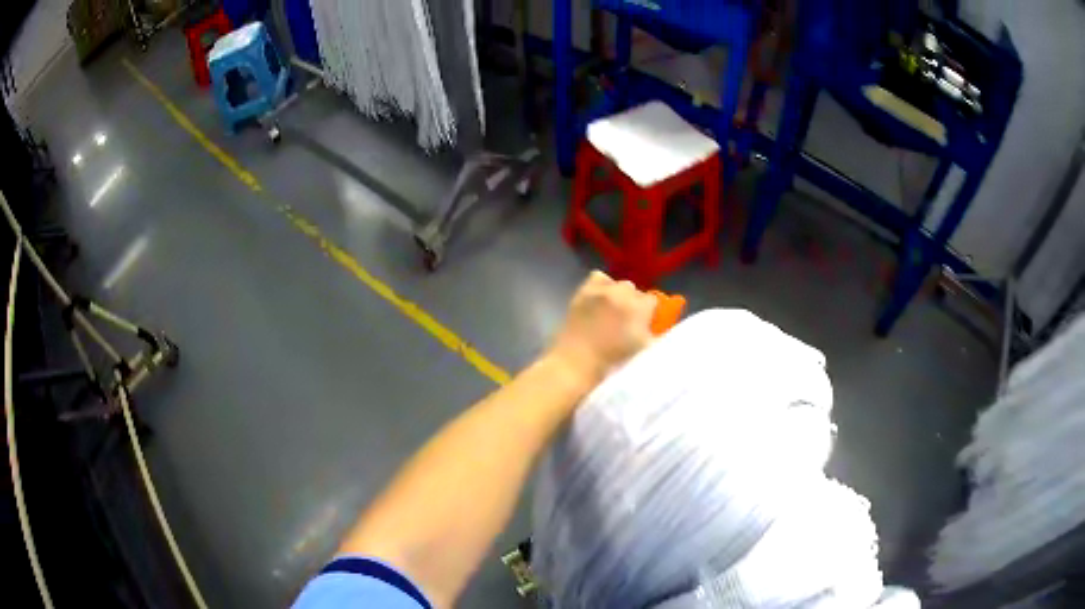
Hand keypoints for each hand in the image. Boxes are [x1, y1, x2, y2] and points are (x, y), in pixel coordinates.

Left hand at [546, 271, 657, 386]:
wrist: (576, 363)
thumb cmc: (613, 361)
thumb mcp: (643, 349)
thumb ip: (653, 333)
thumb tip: (654, 325)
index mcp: (639, 308)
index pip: (652, 300)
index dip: (649, 312)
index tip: (645, 323)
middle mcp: (621, 293)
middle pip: (634, 290)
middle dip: (633, 303)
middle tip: (626, 320)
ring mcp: (600, 290)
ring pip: (617, 283)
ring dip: (617, 294)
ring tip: (611, 310)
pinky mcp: (583, 291)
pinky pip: (597, 277)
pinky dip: (601, 286)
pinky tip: (598, 300)